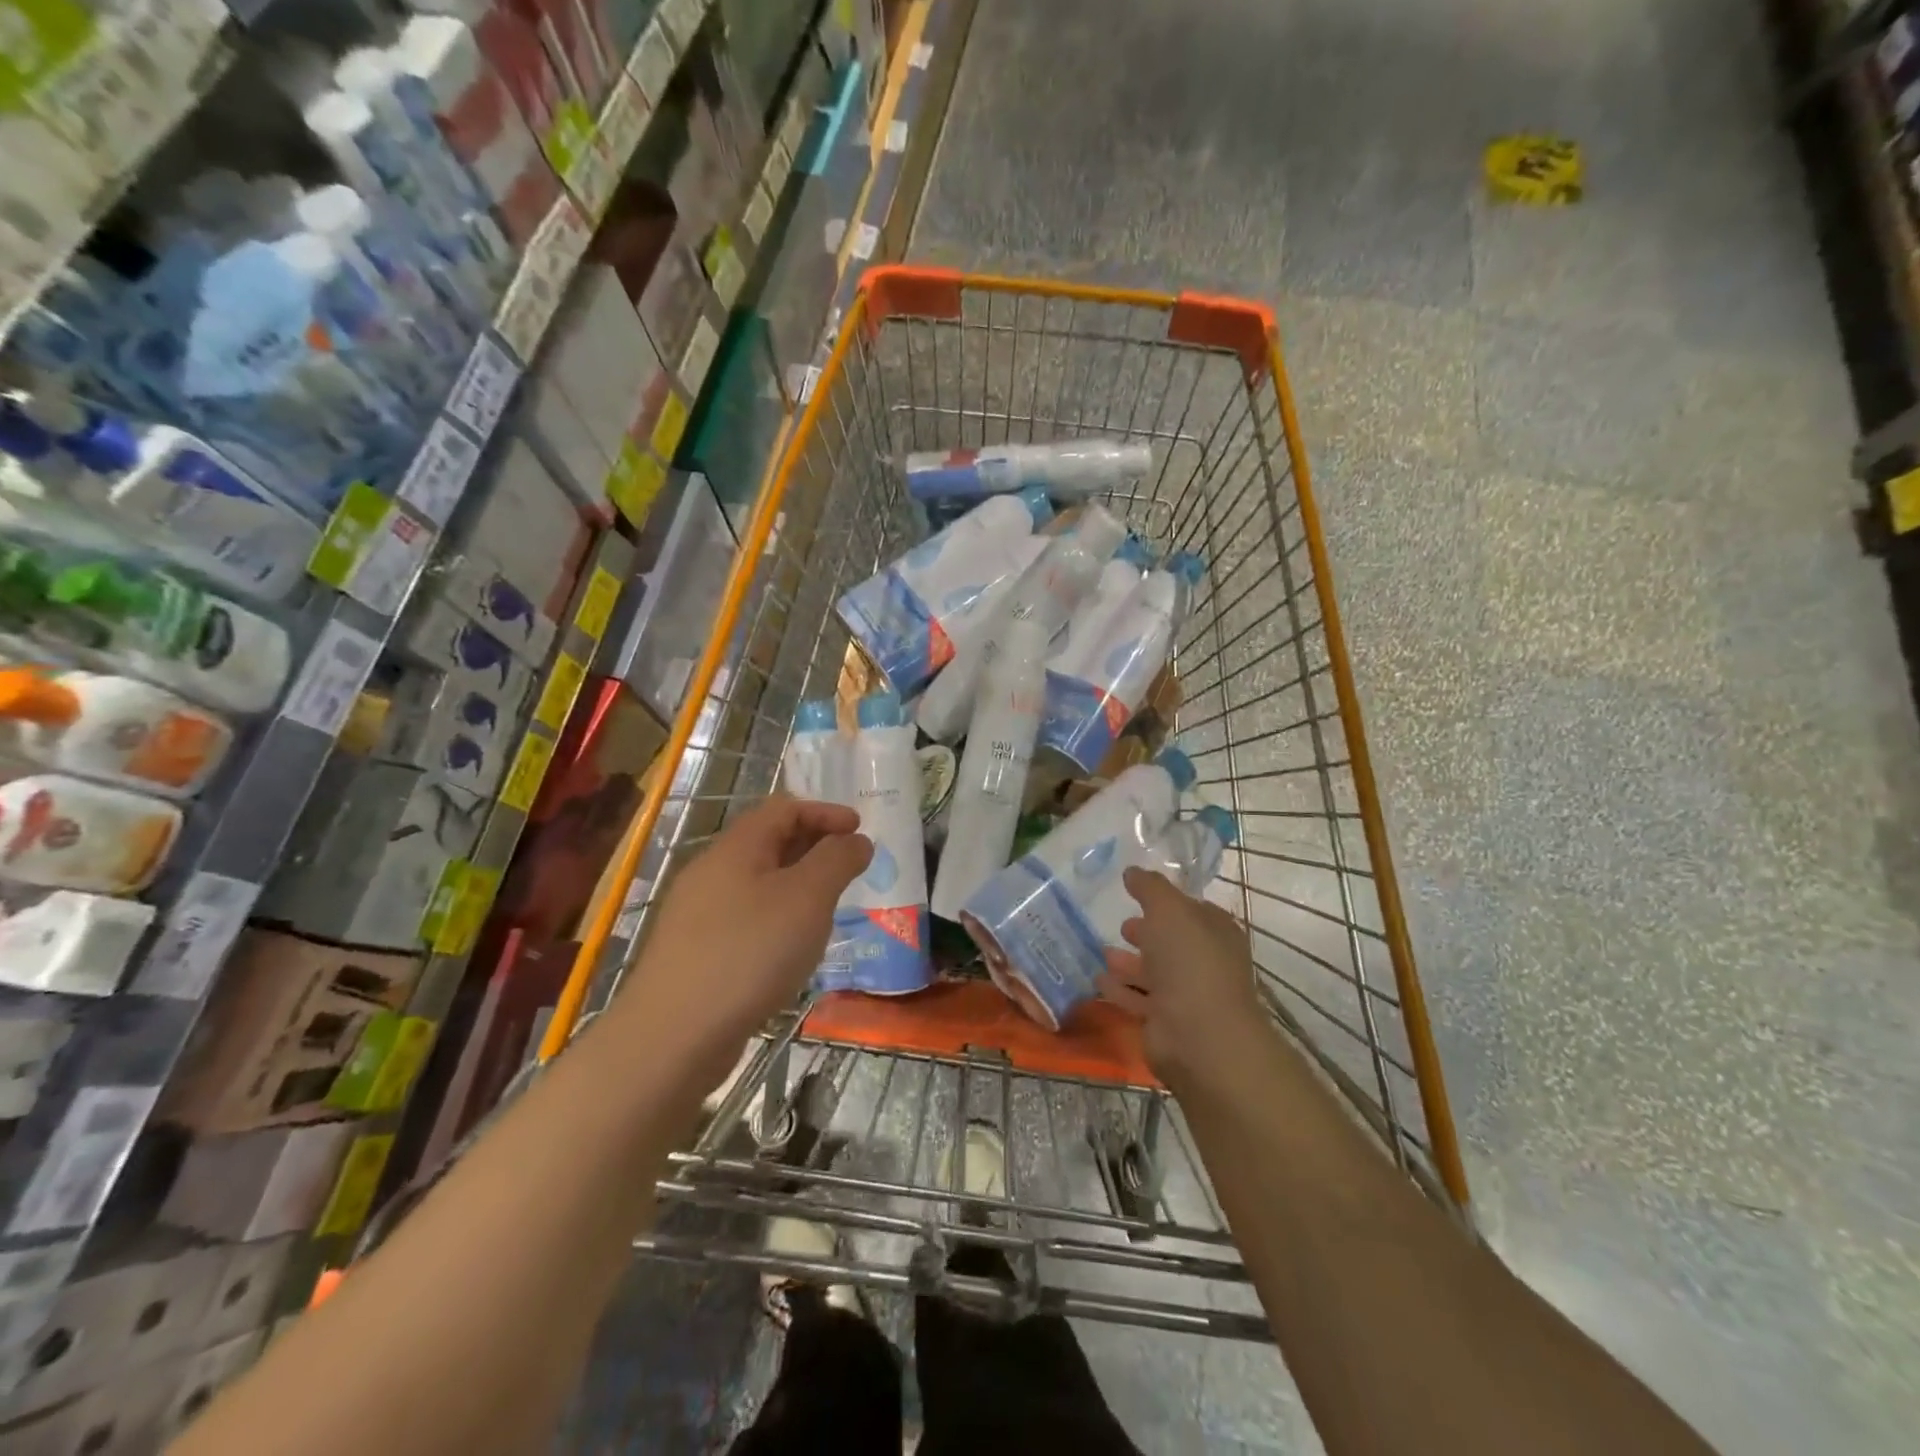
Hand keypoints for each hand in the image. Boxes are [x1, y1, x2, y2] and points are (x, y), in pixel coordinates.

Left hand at [617, 795, 870, 1086]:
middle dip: (814, 846)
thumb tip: (856, 840)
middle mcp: (711, 871)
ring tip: (828, 908)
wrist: (673, 1035)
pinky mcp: (694, 952)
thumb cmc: (750, 952)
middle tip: (850, 868)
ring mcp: (698, 914)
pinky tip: (792, 948)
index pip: (784, 808)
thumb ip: (837, 860)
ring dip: (797, 885)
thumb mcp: (808, 897)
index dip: (825, 812)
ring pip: (757, 882)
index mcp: (736, 847)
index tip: (861, 831)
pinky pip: (745, 917)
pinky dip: (777, 917)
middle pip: (768, 842)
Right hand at [1097, 867, 1268, 1092]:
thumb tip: (1132, 871)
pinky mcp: (1165, 1023)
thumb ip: (1149, 887)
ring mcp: (1186, 996)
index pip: (1191, 910)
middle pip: (1171, 942)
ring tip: (1102, 952)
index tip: (1138, 894)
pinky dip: (1120, 989)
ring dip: (1128, 963)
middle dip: (1146, 933)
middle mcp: (1205, 963)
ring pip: (1153, 972)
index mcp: (1215, 932)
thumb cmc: (1190, 962)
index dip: (1166, 902)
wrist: (1200, 1035)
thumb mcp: (1169, 910)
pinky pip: (1138, 999)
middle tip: (1122, 926)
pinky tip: (1098, 980)